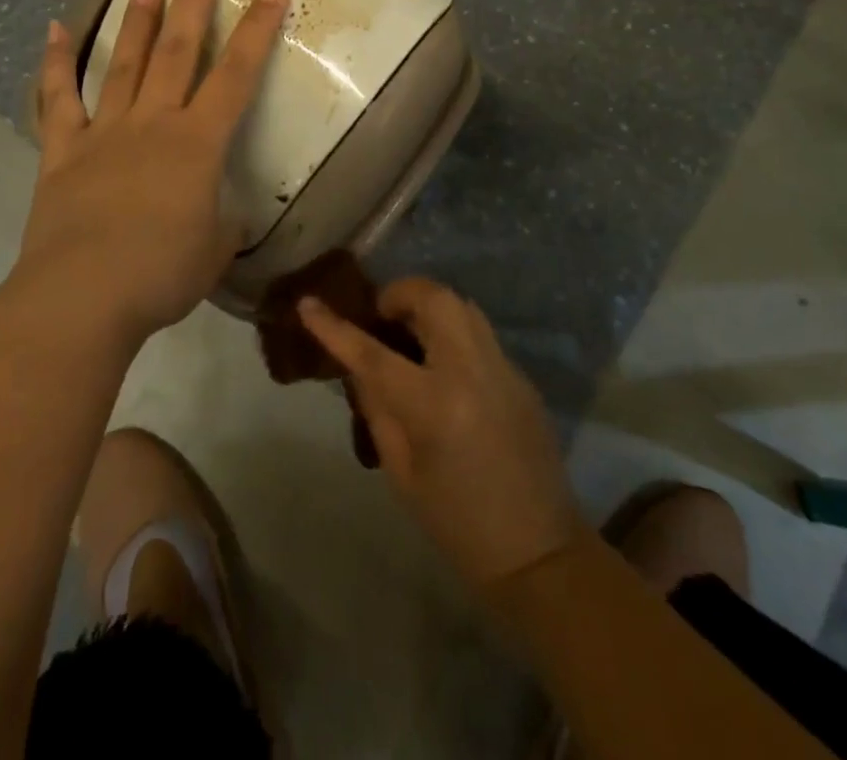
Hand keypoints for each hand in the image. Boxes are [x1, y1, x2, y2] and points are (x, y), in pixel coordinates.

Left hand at [16, 0, 289, 344]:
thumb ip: (223, 223)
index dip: (259, 29)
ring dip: (139, 22)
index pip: (238, 75)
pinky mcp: (62, 151)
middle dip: (195, 3)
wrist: (82, 297)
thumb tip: (225, 213)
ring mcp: (103, 133)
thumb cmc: (161, 275)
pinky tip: (54, 30)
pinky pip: (58, 99)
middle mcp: (152, 123)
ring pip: (124, 64)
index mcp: (197, 143)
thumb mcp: (214, 251)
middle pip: (179, 52)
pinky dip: (55, 64)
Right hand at [299, 278, 584, 588]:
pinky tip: (442, 362)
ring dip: (428, 305)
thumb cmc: (456, 523)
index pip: (372, 353)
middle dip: (399, 294)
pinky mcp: (521, 374)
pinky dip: (452, 330)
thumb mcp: (401, 472)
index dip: (335, 326)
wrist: (538, 552)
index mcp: (434, 405)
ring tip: (408, 331)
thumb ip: (378, 408)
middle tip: (380, 317)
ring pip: (461, 304)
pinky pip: (478, 331)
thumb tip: (360, 366)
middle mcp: (471, 371)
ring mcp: (503, 367)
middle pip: (433, 298)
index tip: (308, 303)